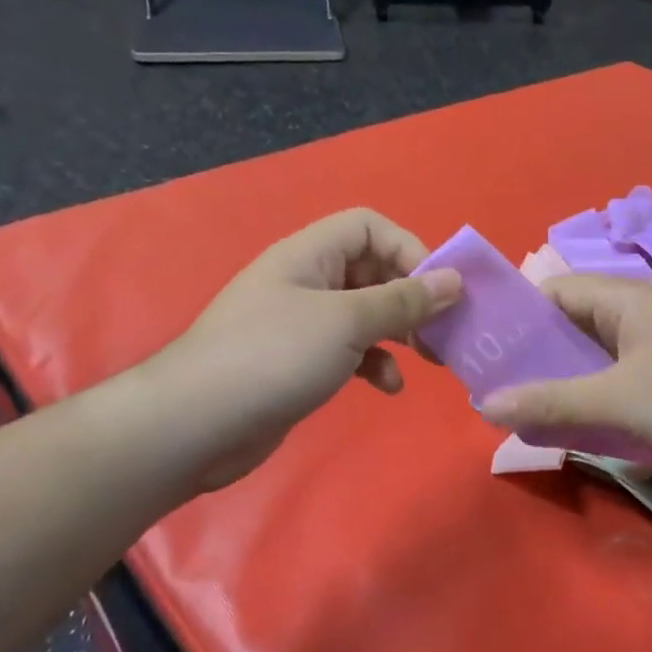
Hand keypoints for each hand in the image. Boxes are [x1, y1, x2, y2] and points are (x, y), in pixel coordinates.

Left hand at [140, 208, 460, 488]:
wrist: (196, 424)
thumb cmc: (274, 356)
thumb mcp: (347, 322)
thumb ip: (403, 301)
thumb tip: (454, 279)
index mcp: (311, 255)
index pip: (370, 227)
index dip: (409, 249)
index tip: (439, 289)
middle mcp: (307, 281)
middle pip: (373, 271)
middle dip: (411, 298)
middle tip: (443, 330)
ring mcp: (302, 323)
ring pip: (366, 314)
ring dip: (399, 333)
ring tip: (426, 359)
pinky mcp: (301, 361)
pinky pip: (351, 350)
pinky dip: (375, 364)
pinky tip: (389, 387)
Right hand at [479, 275, 651, 472]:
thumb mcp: (616, 402)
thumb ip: (549, 401)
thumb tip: (483, 405)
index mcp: (622, 298)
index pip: (551, 292)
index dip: (514, 319)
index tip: (484, 354)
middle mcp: (638, 309)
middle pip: (570, 322)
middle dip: (534, 354)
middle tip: (499, 389)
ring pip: (594, 351)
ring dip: (563, 376)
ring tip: (528, 407)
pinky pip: (617, 371)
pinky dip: (593, 389)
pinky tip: (579, 417)